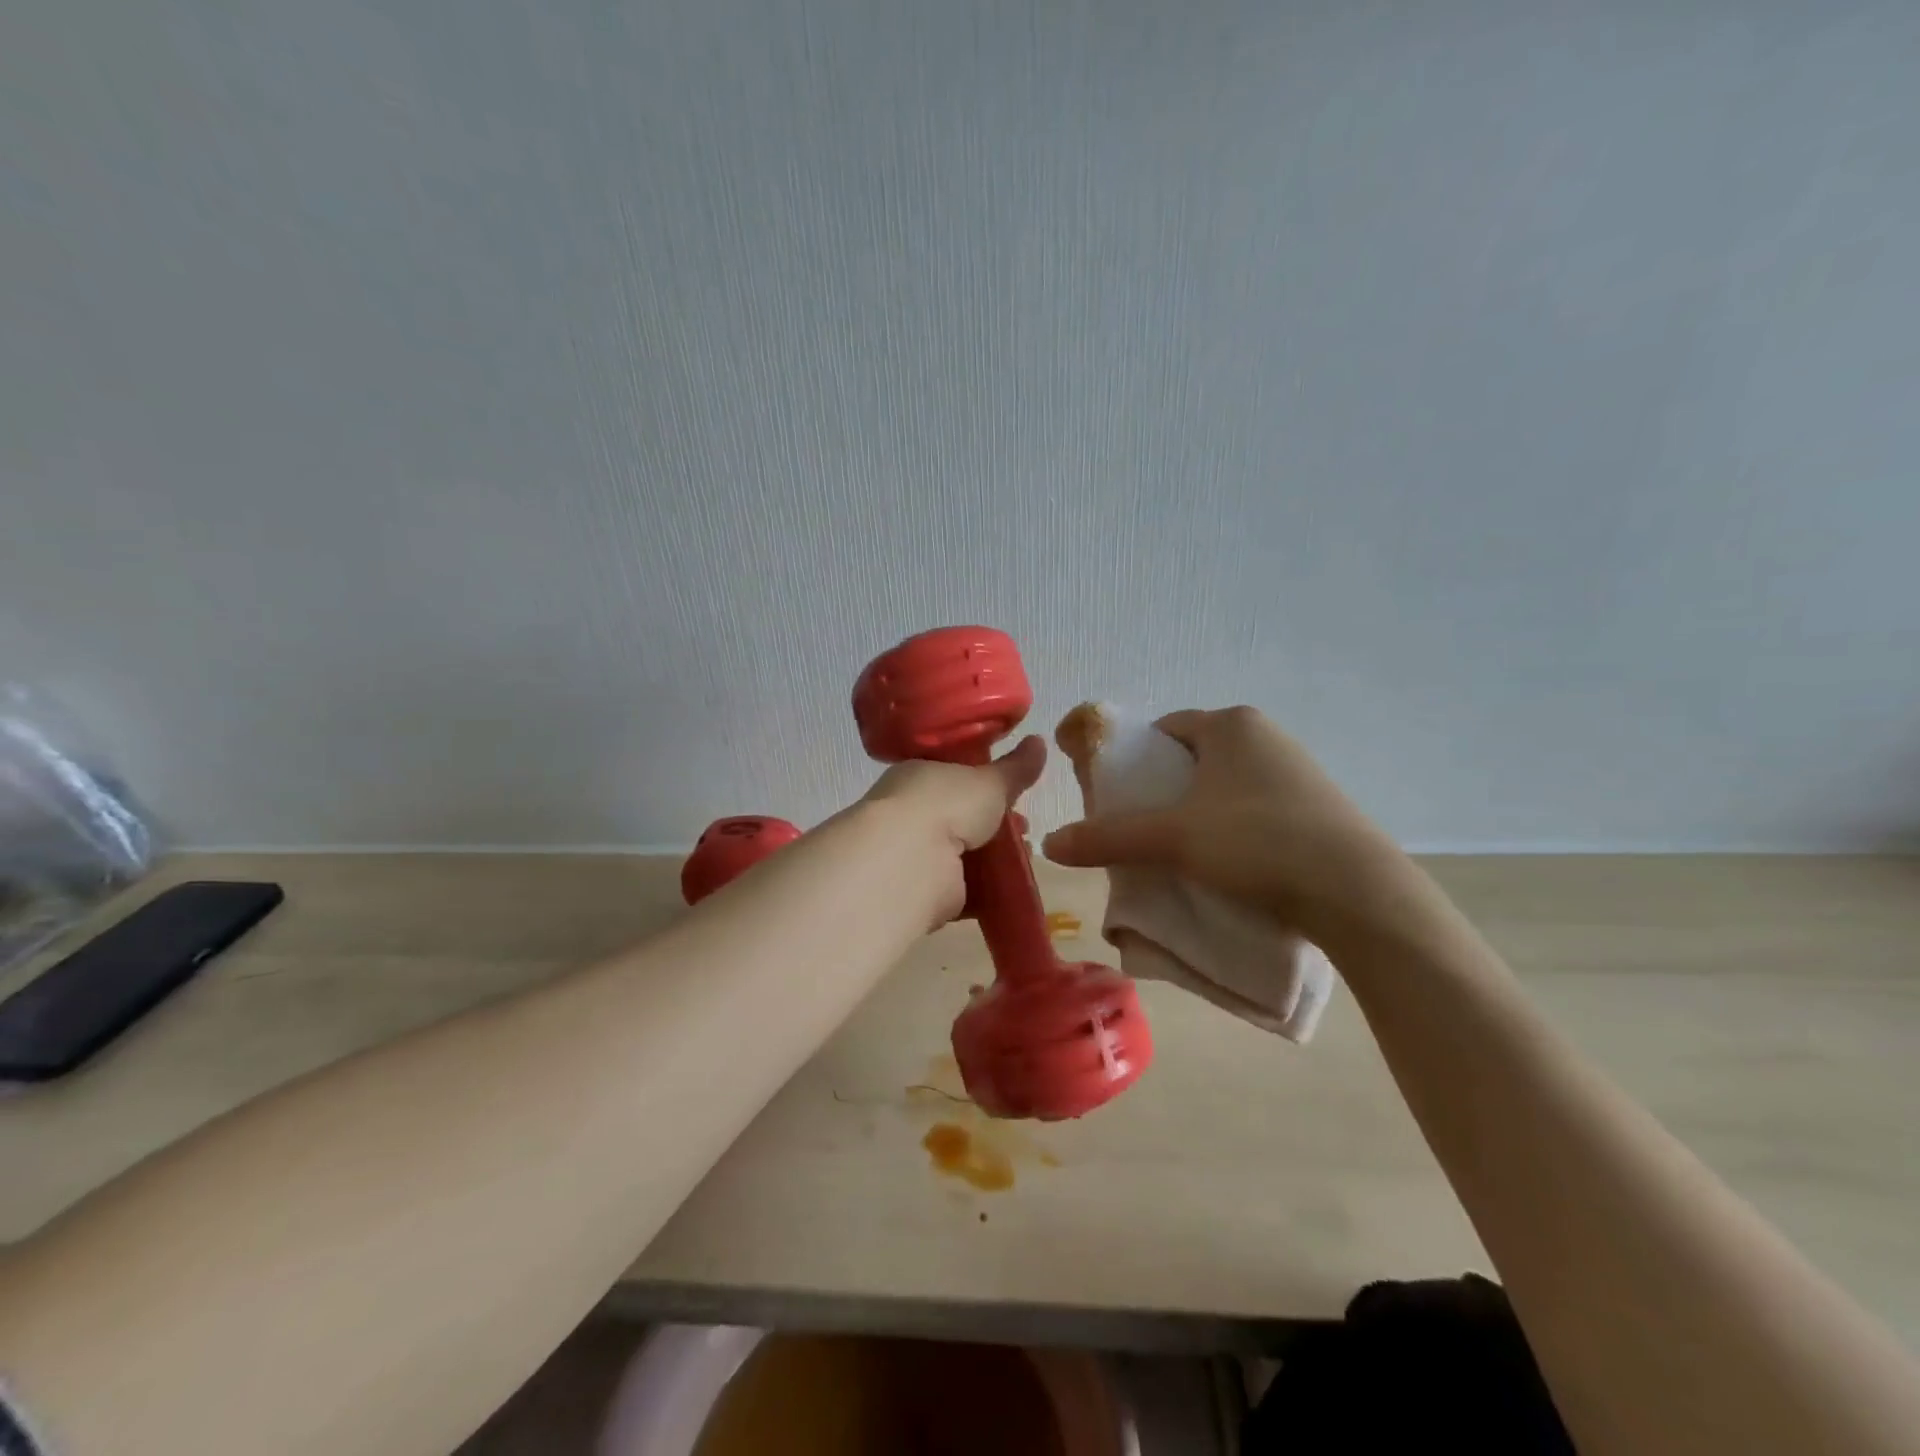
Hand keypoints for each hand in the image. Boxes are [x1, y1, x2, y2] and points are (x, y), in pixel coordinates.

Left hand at [855, 736, 1047, 922]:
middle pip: (958, 817)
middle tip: (1023, 829)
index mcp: (917, 776)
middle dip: (993, 824)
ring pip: (961, 854)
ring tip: (1024, 859)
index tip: (1013, 793)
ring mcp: (915, 854)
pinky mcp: (924, 892)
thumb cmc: (946, 806)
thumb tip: (1039, 740)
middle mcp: (911, 813)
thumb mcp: (990, 781)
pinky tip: (1011, 889)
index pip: (952, 775)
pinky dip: (984, 891)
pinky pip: (961, 889)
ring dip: (992, 858)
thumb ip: (1015, 768)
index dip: (984, 784)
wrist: (910, 863)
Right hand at [1043, 707, 1422, 948]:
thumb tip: (1049, 844)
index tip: (1119, 798)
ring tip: (1183, 853)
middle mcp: (1265, 736)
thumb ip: (1109, 837)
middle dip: (1165, 791)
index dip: (1136, 761)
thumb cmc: (1257, 843)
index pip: (1164, 730)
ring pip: (1226, 785)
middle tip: (1145, 830)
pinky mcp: (1318, 806)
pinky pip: (1256, 807)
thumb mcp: (1173, 839)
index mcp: (1230, 725)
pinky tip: (1231, 864)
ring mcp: (1297, 770)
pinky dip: (1234, 827)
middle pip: (1193, 759)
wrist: (1358, 894)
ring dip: (1200, 812)